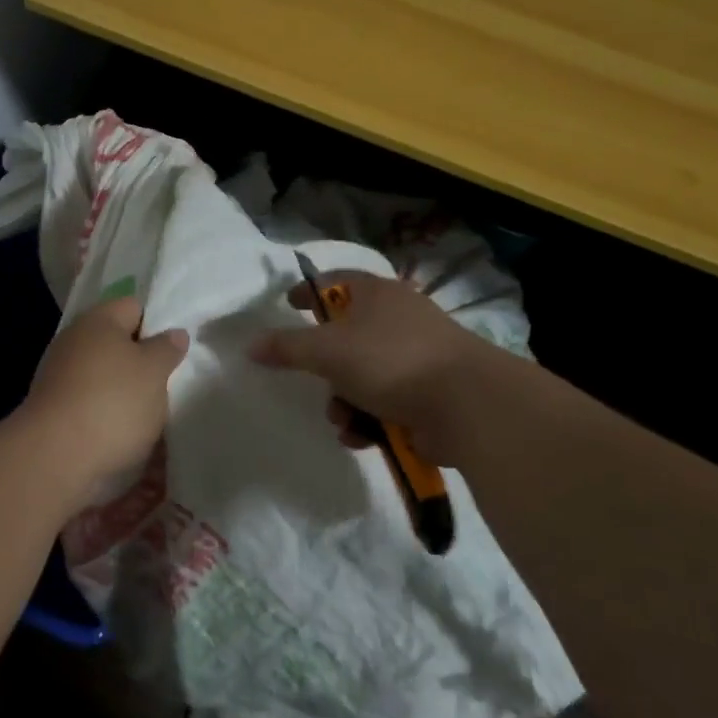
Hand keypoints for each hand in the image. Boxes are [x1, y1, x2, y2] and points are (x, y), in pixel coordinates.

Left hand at [20, 296, 188, 500]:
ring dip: (125, 392)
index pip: (134, 307)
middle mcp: (74, 340)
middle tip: (166, 384)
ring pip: (104, 375)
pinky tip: (123, 434)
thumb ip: (167, 349)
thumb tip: (174, 333)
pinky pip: (89, 402)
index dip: (158, 325)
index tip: (174, 352)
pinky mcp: (53, 408)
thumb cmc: (112, 402)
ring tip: (149, 416)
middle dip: (141, 362)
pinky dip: (106, 414)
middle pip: (117, 343)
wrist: (55, 456)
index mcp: (98, 320)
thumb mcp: (154, 372)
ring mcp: (59, 374)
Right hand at [249, 270, 506, 436]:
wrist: (466, 405)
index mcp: (377, 294)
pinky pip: (386, 402)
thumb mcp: (326, 351)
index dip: (309, 291)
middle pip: (347, 336)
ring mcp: (417, 356)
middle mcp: (399, 318)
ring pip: (363, 375)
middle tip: (314, 380)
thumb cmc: (390, 361)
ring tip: (342, 421)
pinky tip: (362, 437)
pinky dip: (369, 419)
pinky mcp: (429, 393)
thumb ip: (286, 347)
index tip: (288, 305)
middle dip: (325, 368)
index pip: (335, 280)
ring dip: (344, 401)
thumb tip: (251, 345)